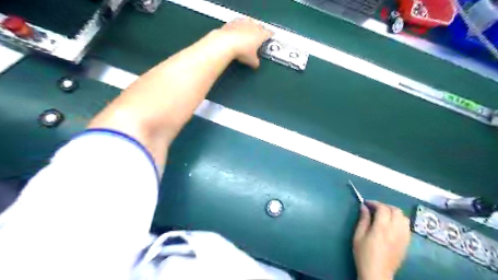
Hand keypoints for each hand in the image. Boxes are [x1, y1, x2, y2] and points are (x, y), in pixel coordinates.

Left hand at [219, 18, 271, 67]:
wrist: (226, 43)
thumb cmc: (241, 51)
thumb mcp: (251, 61)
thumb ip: (256, 62)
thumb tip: (256, 64)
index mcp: (261, 35)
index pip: (269, 33)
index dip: (270, 35)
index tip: (271, 36)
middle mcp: (253, 26)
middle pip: (260, 26)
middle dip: (260, 31)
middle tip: (258, 36)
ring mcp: (243, 22)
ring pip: (249, 22)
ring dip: (250, 26)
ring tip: (247, 33)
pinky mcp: (233, 22)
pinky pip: (238, 22)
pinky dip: (239, 26)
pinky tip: (236, 31)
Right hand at [352, 201, 410, 279]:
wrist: (377, 274)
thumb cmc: (364, 254)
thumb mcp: (358, 235)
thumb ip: (363, 220)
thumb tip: (364, 207)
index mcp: (382, 228)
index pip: (383, 208)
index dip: (374, 203)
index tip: (366, 203)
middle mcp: (395, 230)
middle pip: (396, 210)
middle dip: (385, 206)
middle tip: (374, 209)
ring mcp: (403, 237)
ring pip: (404, 218)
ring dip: (394, 213)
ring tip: (384, 216)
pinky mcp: (406, 243)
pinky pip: (407, 227)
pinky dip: (399, 221)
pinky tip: (391, 225)